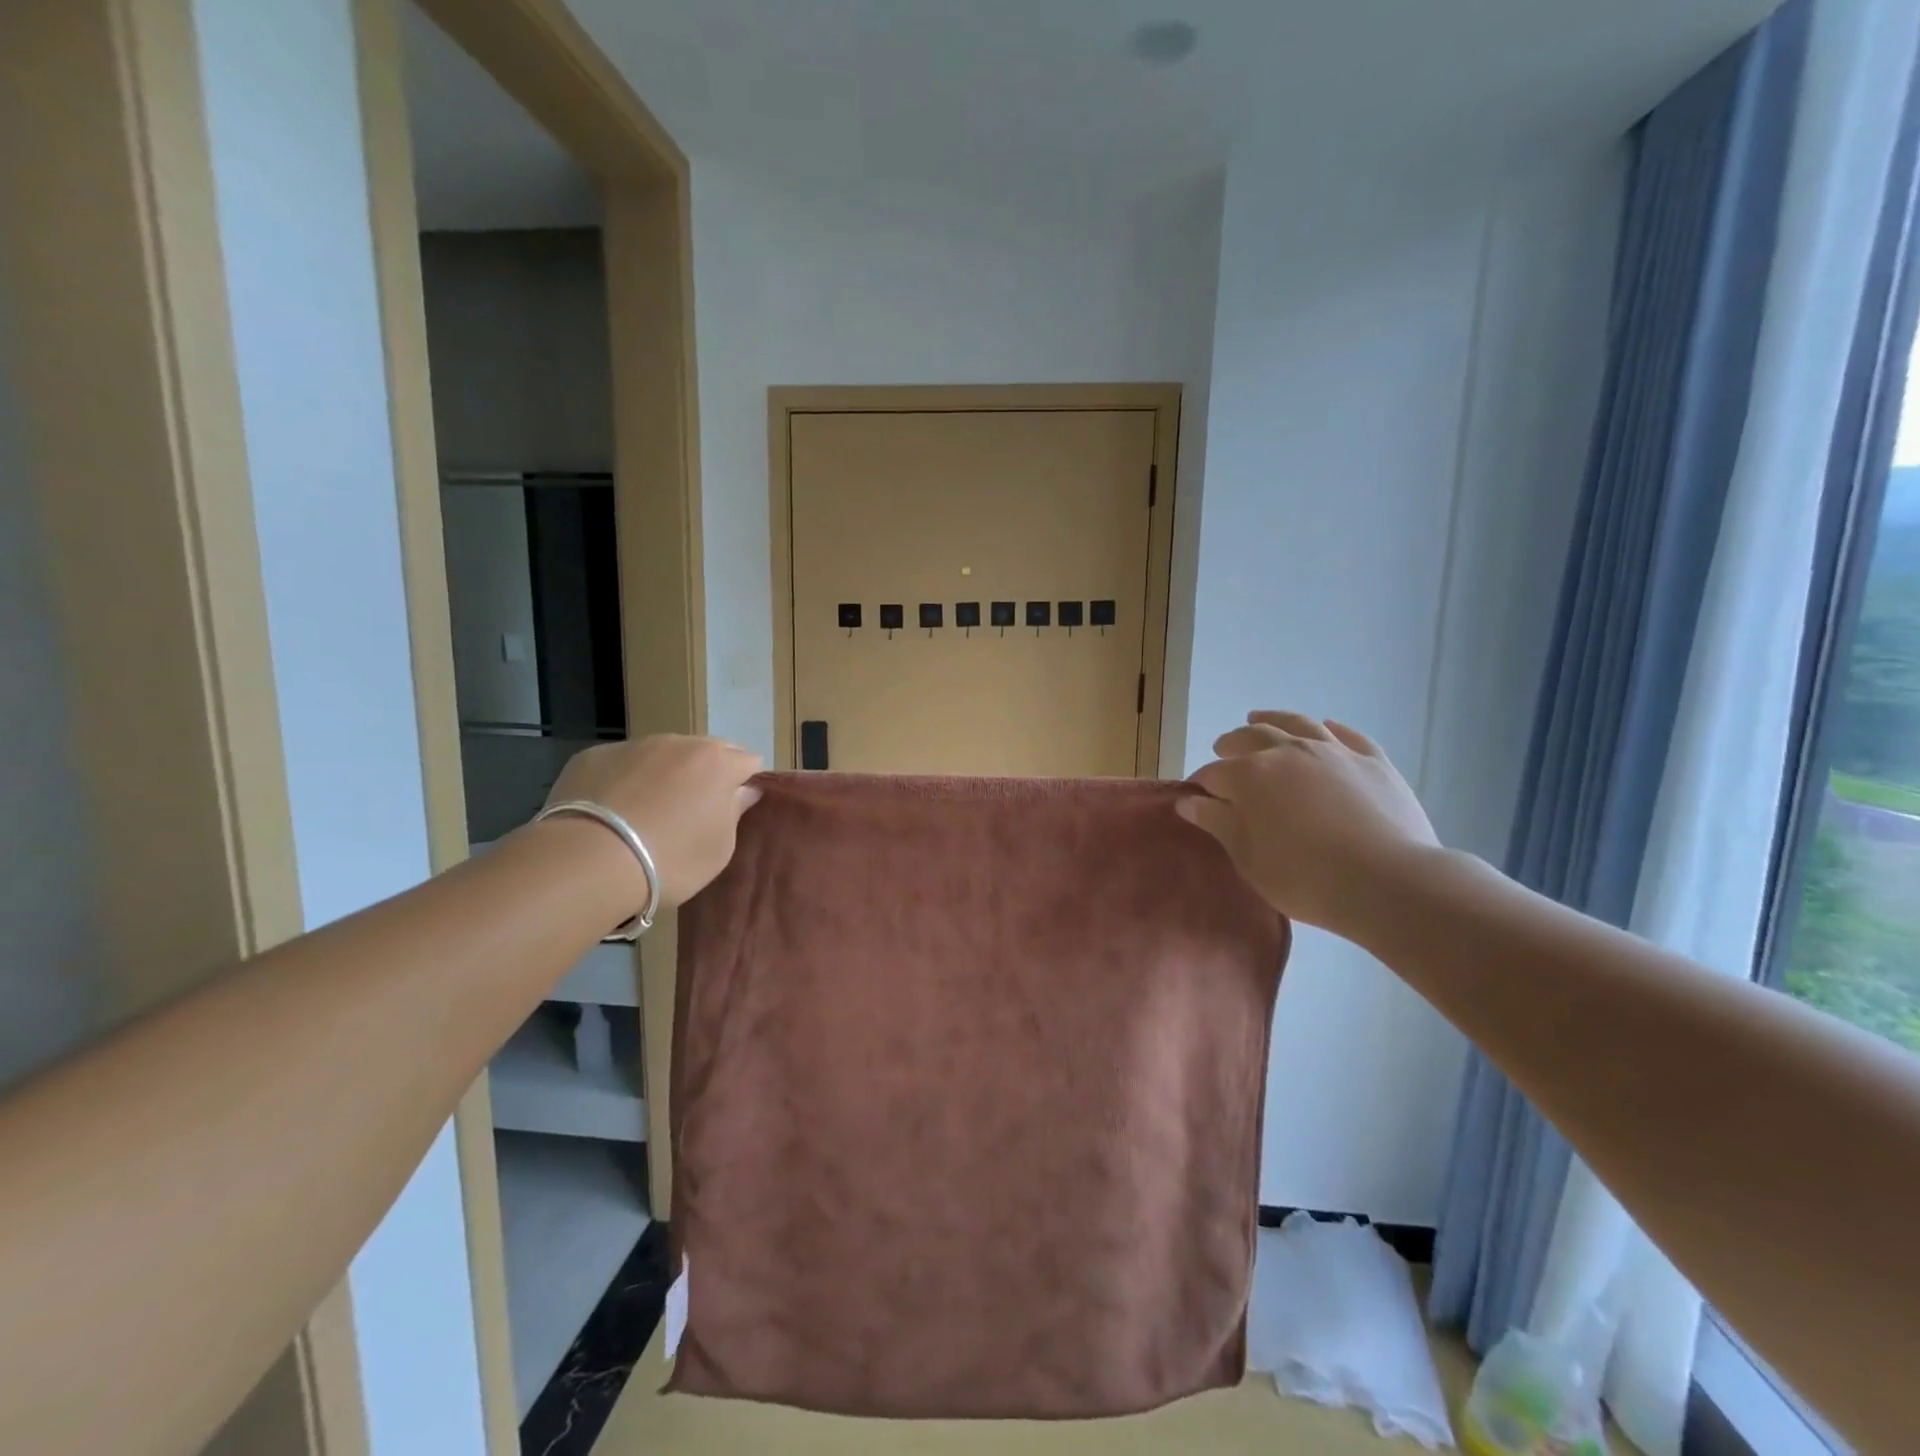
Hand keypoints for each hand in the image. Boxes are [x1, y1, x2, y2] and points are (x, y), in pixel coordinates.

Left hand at [545, 735, 762, 908]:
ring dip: (665, 775)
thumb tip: (744, 790)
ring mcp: (634, 745)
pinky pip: (623, 764)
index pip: (749, 762)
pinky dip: (626, 780)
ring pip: (663, 754)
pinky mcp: (594, 756)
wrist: (588, 861)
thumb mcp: (719, 849)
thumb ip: (735, 812)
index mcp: (718, 762)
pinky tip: (613, 811)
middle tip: (694, 812)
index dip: (745, 784)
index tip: (733, 810)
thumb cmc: (670, 859)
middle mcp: (679, 742)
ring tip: (649, 813)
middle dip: (706, 775)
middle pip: (706, 752)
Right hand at [1178, 712, 1438, 933]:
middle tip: (1222, 750)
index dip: (1201, 785)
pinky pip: (1347, 735)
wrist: (1389, 882)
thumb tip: (1189, 802)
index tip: (1196, 798)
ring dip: (1271, 719)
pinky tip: (1324, 727)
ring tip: (1258, 718)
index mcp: (1251, 776)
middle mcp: (1288, 752)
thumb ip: (1218, 823)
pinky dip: (1330, 728)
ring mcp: (1333, 751)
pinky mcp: (1372, 761)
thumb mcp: (1249, 859)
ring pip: (1296, 723)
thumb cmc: (1305, 878)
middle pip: (1251, 737)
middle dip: (1231, 743)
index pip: (1214, 774)